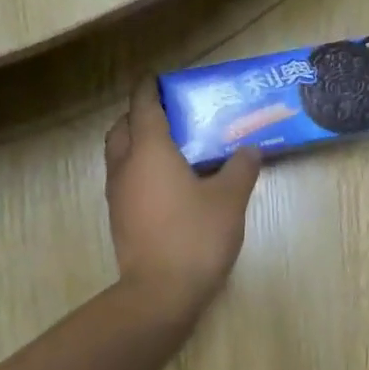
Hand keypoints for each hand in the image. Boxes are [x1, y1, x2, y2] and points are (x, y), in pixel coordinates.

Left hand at [105, 79, 261, 315]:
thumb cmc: (196, 236)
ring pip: (118, 154)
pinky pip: (123, 179)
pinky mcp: (119, 218)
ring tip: (168, 147)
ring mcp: (118, 194)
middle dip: (139, 114)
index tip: (158, 78)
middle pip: (123, 127)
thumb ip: (241, 169)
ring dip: (135, 142)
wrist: (161, 292)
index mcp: (150, 150)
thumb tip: (251, 149)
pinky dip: (137, 169)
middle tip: (167, 114)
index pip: (143, 106)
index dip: (149, 88)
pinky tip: (165, 183)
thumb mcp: (229, 200)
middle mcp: (126, 166)